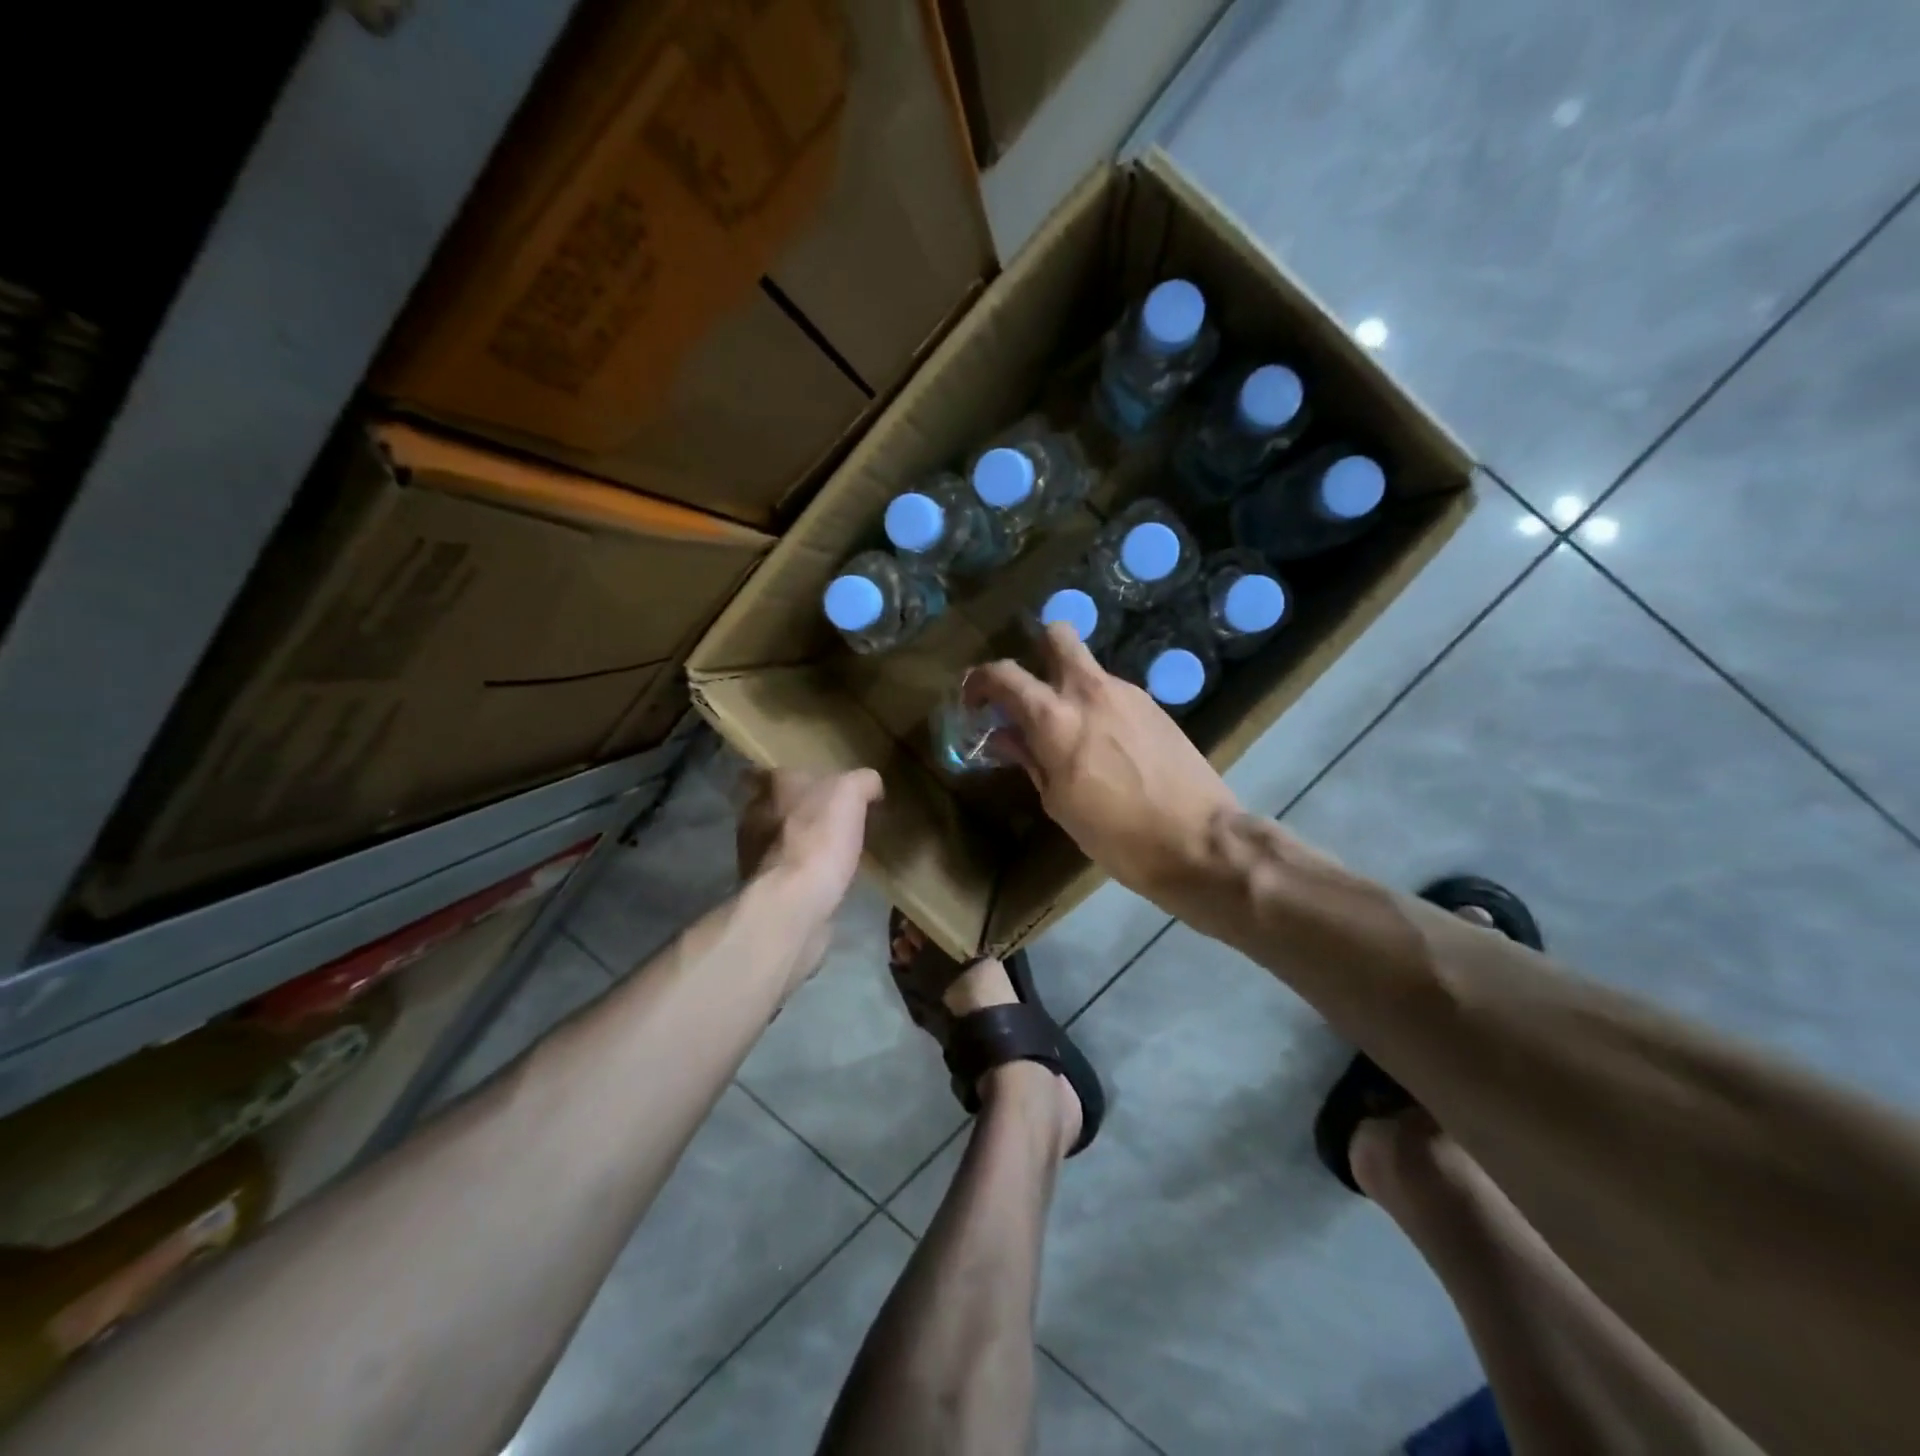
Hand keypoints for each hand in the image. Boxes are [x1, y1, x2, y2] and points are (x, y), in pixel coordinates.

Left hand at [735, 767, 882, 916]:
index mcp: (775, 785)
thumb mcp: (851, 793)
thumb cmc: (820, 835)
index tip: (808, 786)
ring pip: (771, 837)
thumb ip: (861, 781)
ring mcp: (750, 850)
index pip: (770, 771)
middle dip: (791, 810)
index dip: (788, 778)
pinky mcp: (758, 884)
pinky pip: (778, 869)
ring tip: (821, 852)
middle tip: (821, 818)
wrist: (794, 898)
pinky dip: (793, 870)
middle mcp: (754, 812)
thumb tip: (870, 785)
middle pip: (770, 804)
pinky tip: (816, 878)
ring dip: (790, 841)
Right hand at [966, 623, 1240, 899]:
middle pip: (1056, 635)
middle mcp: (1090, 691)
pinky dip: (1098, 707)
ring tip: (1071, 735)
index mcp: (1056, 718)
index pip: (1004, 674)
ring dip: (1069, 688)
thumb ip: (1030, 760)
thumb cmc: (1117, 834)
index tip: (974, 701)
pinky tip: (1107, 747)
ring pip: (1088, 669)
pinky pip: (1113, 693)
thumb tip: (1005, 735)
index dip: (979, 681)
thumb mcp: (1059, 804)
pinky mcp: (1155, 707)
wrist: (1200, 841)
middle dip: (1035, 650)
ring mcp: (1128, 694)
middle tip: (1028, 691)